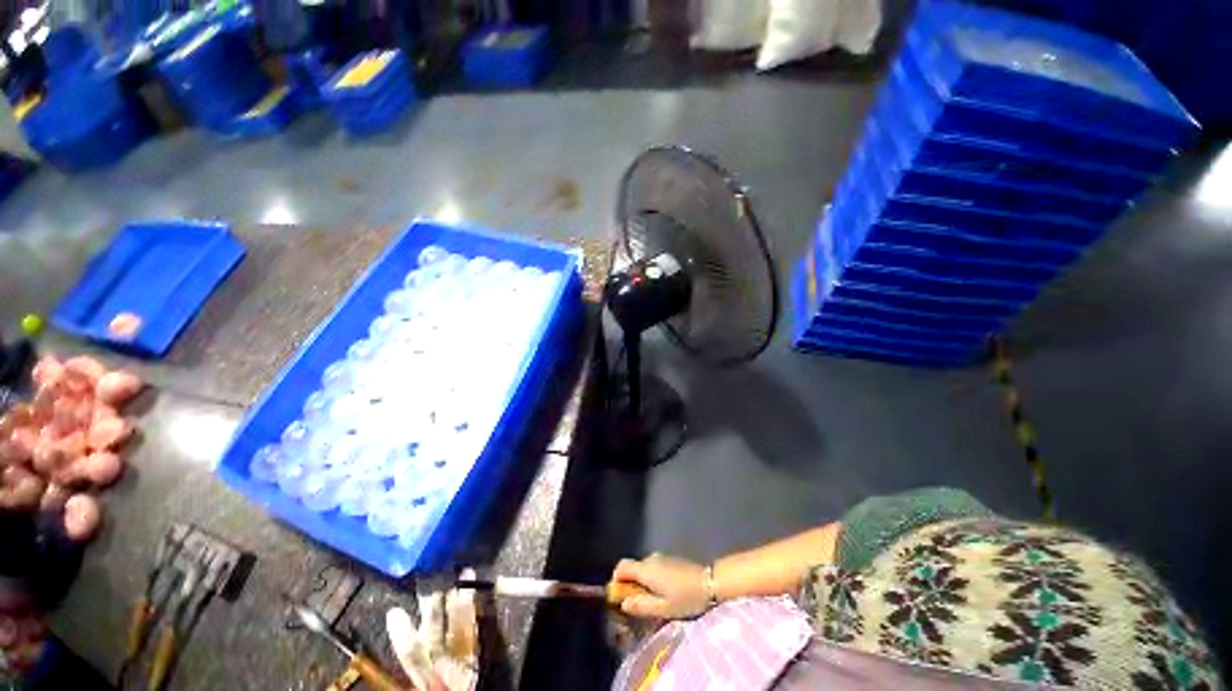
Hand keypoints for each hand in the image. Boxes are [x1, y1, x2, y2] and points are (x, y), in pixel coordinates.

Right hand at [612, 553, 710, 619]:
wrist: (710, 582)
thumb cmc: (686, 598)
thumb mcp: (662, 608)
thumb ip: (641, 605)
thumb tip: (623, 603)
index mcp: (646, 570)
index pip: (621, 567)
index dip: (616, 581)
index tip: (620, 598)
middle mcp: (651, 559)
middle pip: (632, 568)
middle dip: (631, 585)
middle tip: (639, 605)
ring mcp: (662, 558)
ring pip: (644, 569)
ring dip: (643, 583)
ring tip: (655, 602)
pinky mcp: (671, 560)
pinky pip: (654, 568)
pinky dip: (653, 579)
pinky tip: (666, 593)